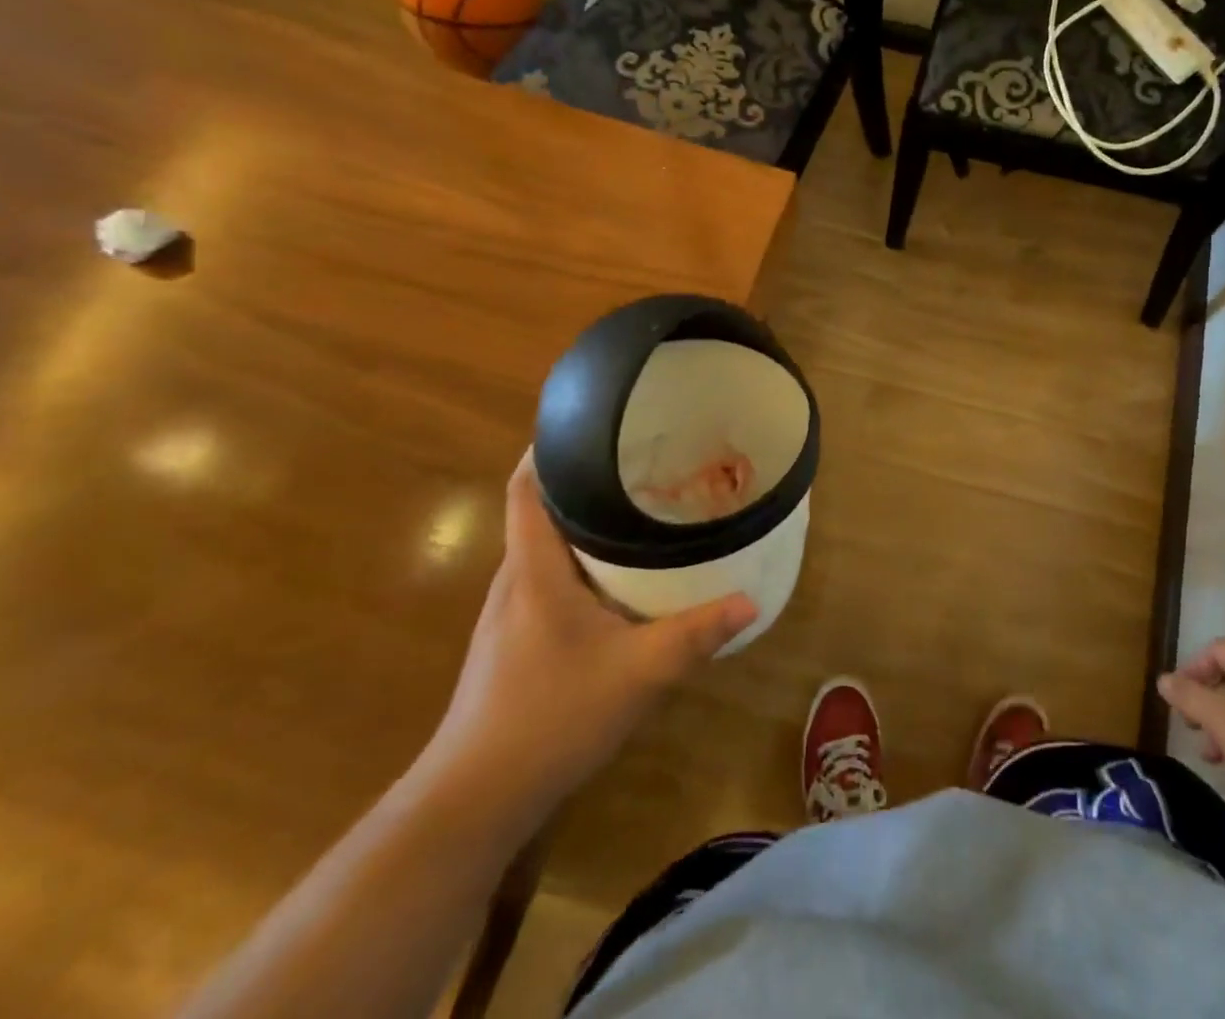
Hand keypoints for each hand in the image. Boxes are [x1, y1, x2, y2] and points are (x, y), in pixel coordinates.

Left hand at [420, 450, 756, 824]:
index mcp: (534, 569)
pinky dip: (578, 562)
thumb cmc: (550, 717)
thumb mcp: (638, 673)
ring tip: (635, 508)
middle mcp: (515, 581)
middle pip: (539, 510)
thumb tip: (751, 600)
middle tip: (639, 461)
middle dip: (583, 481)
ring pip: (544, 547)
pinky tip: (616, 579)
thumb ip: (696, 635)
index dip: (548, 449)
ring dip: (581, 523)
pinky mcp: (512, 642)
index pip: (525, 488)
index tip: (590, 423)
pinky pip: (546, 579)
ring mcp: (508, 614)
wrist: (474, 800)